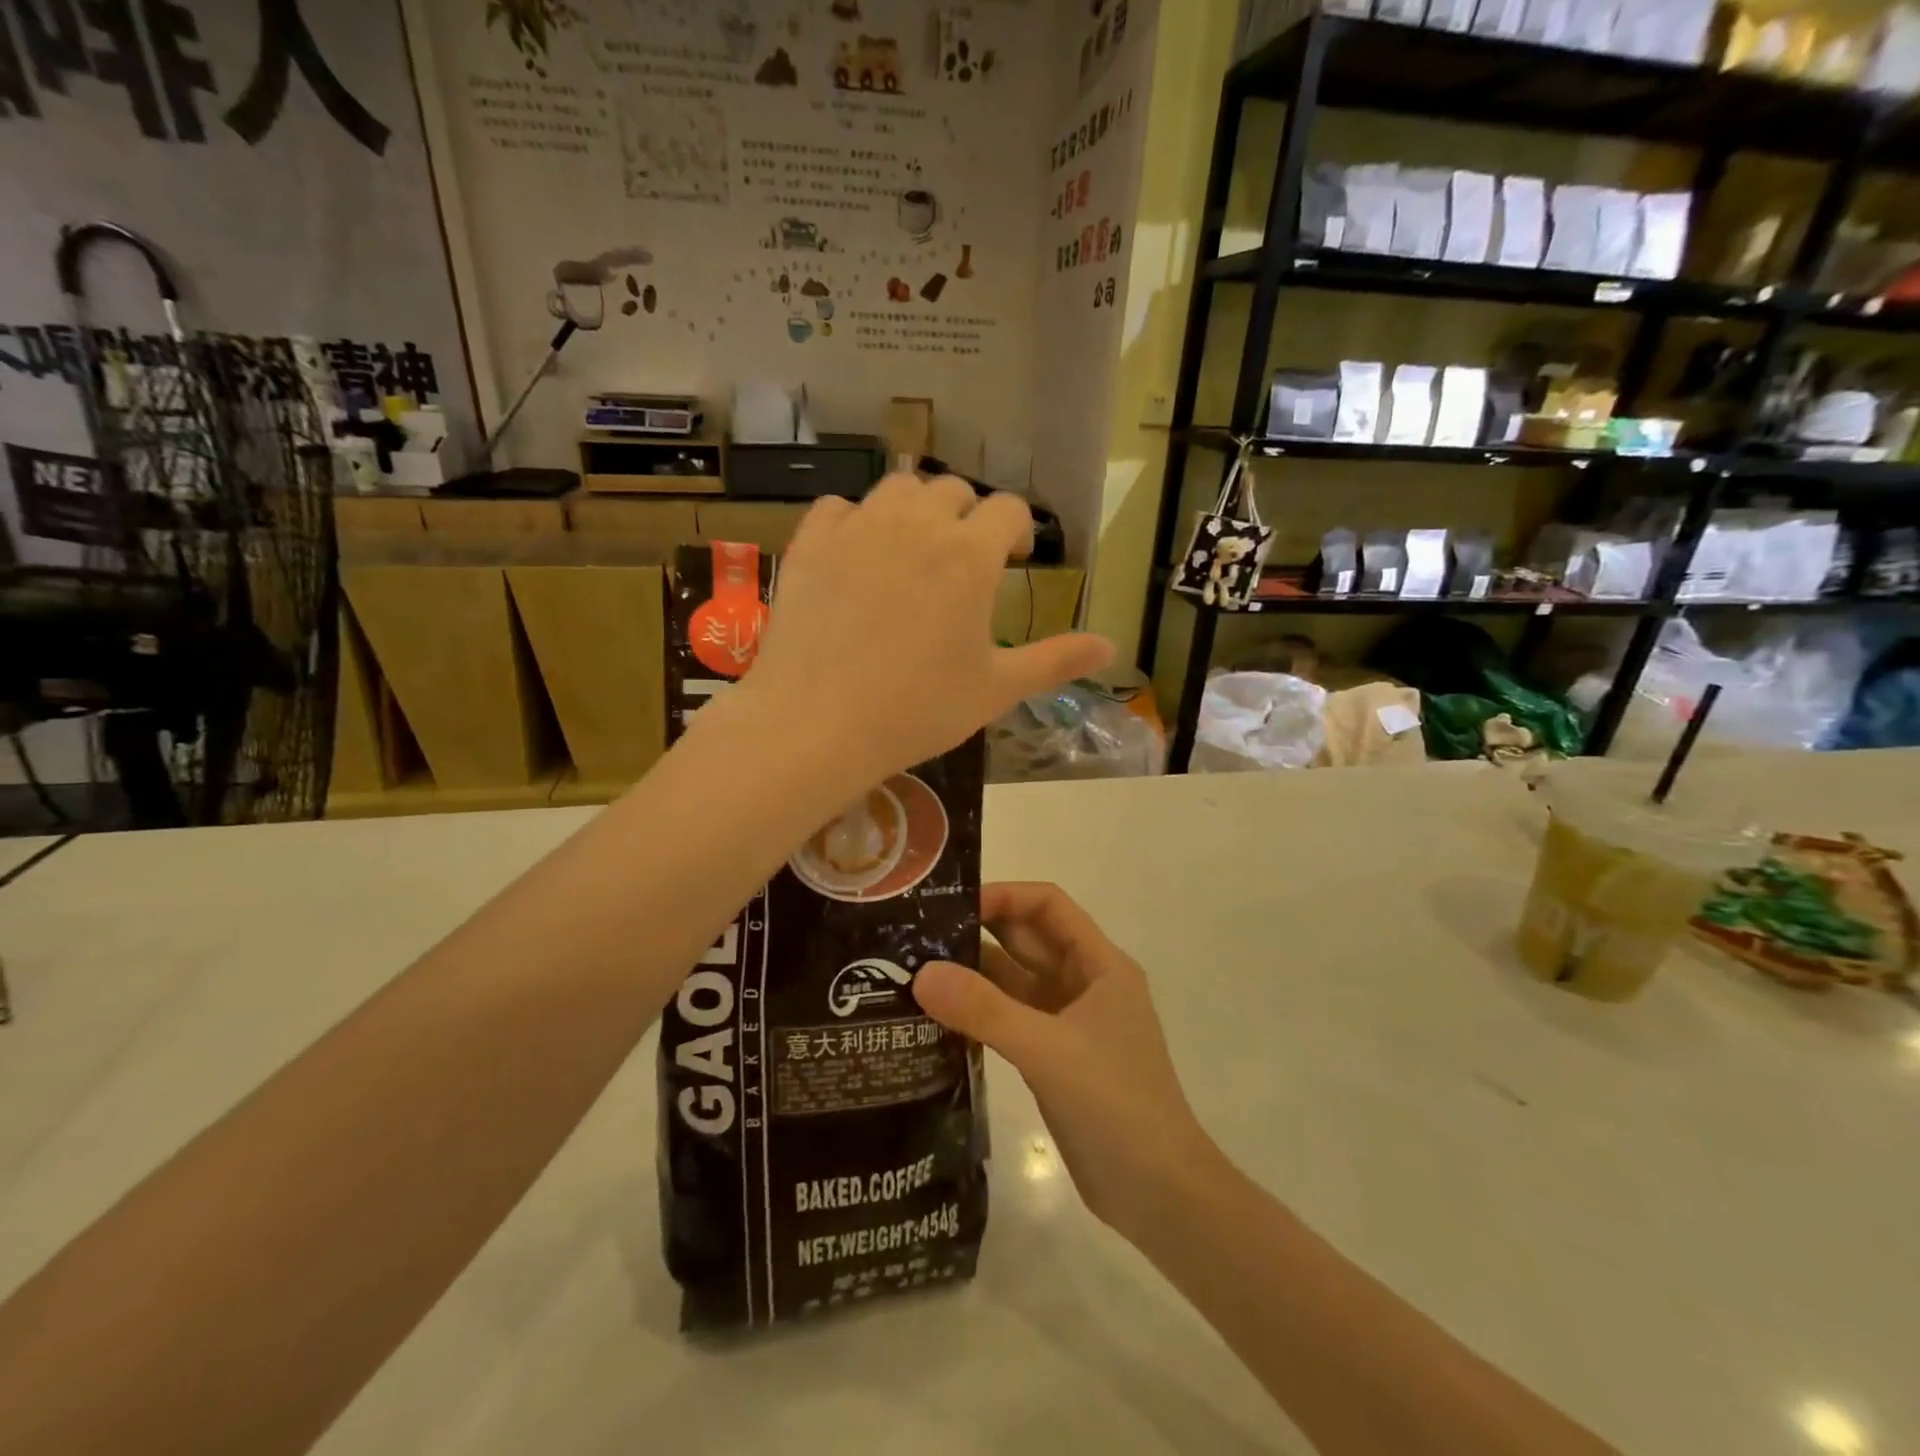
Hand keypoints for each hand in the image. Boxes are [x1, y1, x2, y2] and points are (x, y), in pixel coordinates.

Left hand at [741, 475, 1112, 784]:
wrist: (818, 724)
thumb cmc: (917, 709)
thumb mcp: (996, 689)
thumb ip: (1055, 661)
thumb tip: (1112, 648)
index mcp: (971, 555)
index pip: (1009, 510)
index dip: (1017, 530)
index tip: (1014, 558)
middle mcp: (917, 525)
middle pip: (954, 490)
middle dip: (967, 517)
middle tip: (962, 562)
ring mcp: (859, 528)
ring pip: (898, 488)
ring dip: (915, 509)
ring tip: (912, 551)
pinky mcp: (811, 543)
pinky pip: (839, 508)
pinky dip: (855, 521)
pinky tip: (856, 556)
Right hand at [912, 883, 1221, 1241]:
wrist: (1159, 1195)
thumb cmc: (1116, 1105)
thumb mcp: (1048, 1050)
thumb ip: (985, 1010)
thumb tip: (921, 973)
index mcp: (1099, 965)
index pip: (1048, 906)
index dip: (1004, 896)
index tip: (951, 906)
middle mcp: (1085, 984)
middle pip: (1028, 940)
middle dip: (979, 932)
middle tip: (918, 935)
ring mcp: (1069, 1023)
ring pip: (1015, 982)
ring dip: (974, 975)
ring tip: (916, 972)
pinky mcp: (1054, 1058)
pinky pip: (1010, 1020)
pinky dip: (979, 1015)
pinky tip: (938, 1018)